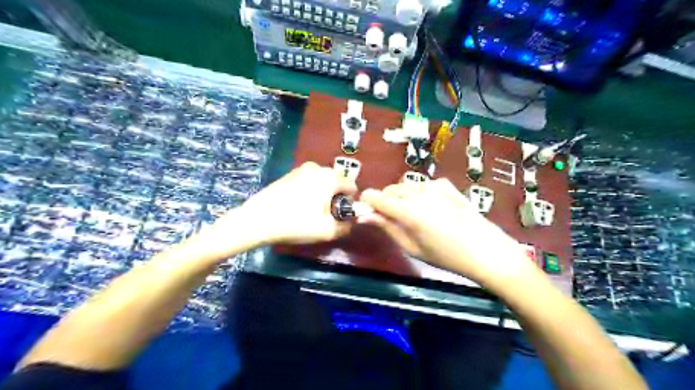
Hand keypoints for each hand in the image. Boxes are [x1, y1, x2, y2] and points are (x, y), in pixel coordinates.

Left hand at [235, 164, 357, 245]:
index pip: (352, 186)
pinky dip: (309, 191)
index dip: (350, 202)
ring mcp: (301, 169)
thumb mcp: (327, 231)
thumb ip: (346, 226)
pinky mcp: (288, 174)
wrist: (258, 219)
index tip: (340, 215)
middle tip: (325, 214)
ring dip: (322, 194)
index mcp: (330, 177)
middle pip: (336, 182)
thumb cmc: (297, 224)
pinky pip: (308, 181)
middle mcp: (317, 167)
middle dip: (335, 197)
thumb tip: (352, 222)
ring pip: (321, 181)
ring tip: (311, 211)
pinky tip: (298, 205)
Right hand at [358, 180, 535, 288]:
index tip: (367, 211)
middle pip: (390, 189)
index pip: (375, 196)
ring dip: (401, 197)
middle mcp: (418, 192)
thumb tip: (365, 216)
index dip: (367, 202)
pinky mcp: (446, 185)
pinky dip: (418, 193)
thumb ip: (387, 227)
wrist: (486, 250)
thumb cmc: (446, 256)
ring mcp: (433, 186)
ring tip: (412, 215)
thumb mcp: (412, 247)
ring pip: (406, 186)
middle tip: (391, 219)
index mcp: (407, 210)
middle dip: (385, 201)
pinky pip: (422, 185)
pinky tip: (429, 207)